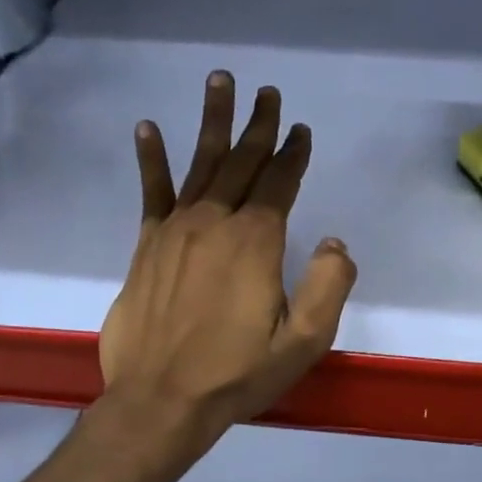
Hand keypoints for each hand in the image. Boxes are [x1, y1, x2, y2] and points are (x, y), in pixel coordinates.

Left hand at [99, 71, 357, 445]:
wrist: (161, 400)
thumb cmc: (237, 373)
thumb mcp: (302, 341)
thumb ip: (328, 286)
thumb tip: (334, 241)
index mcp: (255, 242)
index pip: (279, 184)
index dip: (293, 155)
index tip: (302, 130)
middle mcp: (215, 223)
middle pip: (241, 162)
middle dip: (259, 126)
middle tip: (268, 92)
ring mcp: (175, 231)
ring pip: (199, 165)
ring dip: (211, 122)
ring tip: (219, 82)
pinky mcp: (146, 246)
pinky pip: (151, 193)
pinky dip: (151, 159)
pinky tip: (148, 128)